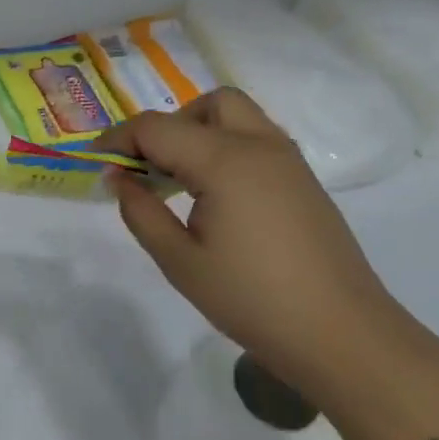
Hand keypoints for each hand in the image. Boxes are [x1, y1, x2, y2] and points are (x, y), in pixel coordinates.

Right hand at [96, 88, 404, 397]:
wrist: (342, 335)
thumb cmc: (252, 299)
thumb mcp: (180, 261)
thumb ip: (141, 212)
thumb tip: (118, 179)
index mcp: (225, 161)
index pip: (157, 127)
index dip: (119, 139)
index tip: (97, 162)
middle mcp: (259, 145)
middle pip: (206, 104)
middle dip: (169, 125)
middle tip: (148, 167)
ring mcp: (288, 160)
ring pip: (237, 115)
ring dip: (200, 131)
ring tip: (180, 181)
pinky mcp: (304, 180)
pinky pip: (257, 139)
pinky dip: (227, 147)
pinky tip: (216, 195)